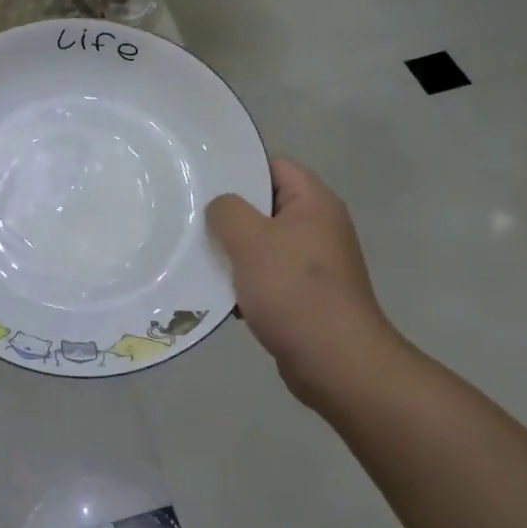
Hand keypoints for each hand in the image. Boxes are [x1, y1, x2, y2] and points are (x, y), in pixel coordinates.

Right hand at [206, 158, 399, 409]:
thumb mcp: (251, 240)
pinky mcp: (305, 294)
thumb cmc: (294, 290)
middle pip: (265, 205)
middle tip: (191, 217)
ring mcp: (313, 263)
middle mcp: (318, 226)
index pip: (273, 166)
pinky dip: (244, 281)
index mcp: (314, 203)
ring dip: (233, 251)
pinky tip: (218, 292)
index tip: (202, 179)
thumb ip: (227, 211)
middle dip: (229, 213)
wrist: (335, 362)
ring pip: (262, 243)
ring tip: (197, 254)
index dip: (239, 168)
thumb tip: (220, 207)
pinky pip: (267, 275)